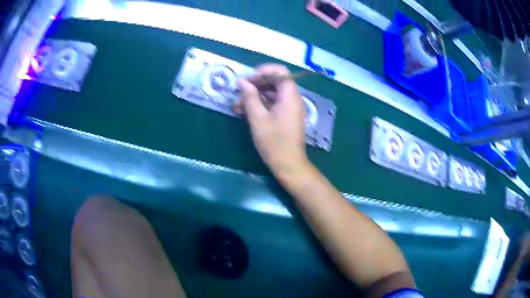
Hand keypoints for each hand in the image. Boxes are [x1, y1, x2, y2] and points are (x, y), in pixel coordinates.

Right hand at [234, 64, 308, 176]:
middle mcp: (293, 99)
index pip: (280, 71)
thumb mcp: (258, 119)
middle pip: (275, 81)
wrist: (289, 165)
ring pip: (272, 93)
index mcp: (290, 96)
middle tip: (239, 92)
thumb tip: (242, 82)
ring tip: (238, 105)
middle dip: (256, 84)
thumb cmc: (274, 143)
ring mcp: (290, 108)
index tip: (248, 79)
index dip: (263, 71)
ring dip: (255, 96)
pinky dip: (260, 104)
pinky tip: (245, 111)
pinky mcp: (286, 116)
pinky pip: (273, 103)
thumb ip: (250, 97)